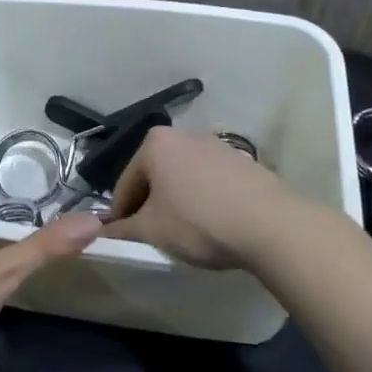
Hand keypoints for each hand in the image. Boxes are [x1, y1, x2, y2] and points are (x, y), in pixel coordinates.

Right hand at [78, 125, 299, 270]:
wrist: (270, 225)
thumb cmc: (199, 222)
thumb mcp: (152, 231)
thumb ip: (121, 229)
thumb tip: (100, 231)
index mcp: (155, 143)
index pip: (125, 182)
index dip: (121, 214)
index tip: (123, 238)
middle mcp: (184, 134)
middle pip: (155, 174)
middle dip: (150, 204)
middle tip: (153, 235)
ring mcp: (217, 145)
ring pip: (183, 176)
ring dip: (177, 200)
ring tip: (185, 232)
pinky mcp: (243, 161)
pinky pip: (210, 180)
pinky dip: (204, 198)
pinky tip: (213, 223)